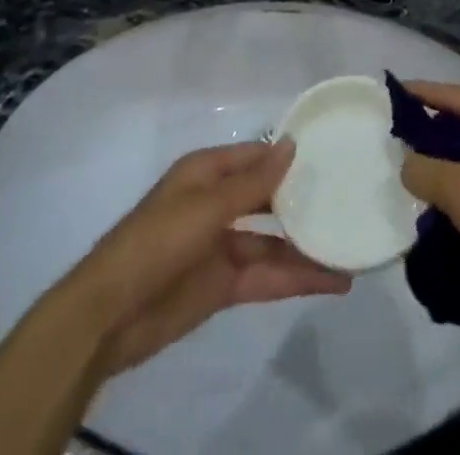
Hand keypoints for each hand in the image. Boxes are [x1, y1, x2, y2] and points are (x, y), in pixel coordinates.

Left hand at [66, 141, 350, 377]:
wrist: (110, 315)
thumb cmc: (157, 241)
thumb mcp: (207, 206)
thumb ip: (253, 182)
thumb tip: (291, 144)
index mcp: (206, 173)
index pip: (255, 156)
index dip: (288, 156)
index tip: (329, 154)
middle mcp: (217, 203)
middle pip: (267, 198)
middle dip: (302, 201)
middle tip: (348, 199)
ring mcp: (221, 246)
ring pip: (273, 242)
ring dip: (306, 246)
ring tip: (349, 248)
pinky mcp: (224, 286)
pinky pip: (267, 277)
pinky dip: (296, 278)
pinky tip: (330, 280)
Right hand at [398, 83, 459, 312]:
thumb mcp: (456, 190)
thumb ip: (422, 169)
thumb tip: (407, 164)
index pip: (459, 96)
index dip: (425, 93)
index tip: (396, 91)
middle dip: (438, 125)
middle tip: (405, 129)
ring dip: (452, 155)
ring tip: (420, 162)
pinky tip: (447, 193)